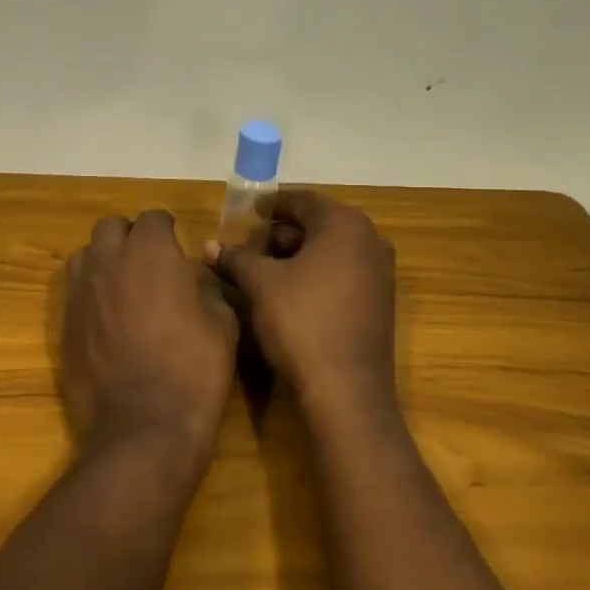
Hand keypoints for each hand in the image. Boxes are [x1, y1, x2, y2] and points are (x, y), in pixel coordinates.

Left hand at [62, 210, 239, 464]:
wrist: (144, 425)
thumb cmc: (194, 368)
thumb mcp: (223, 321)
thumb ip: (204, 285)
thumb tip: (191, 276)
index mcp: (150, 252)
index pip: (153, 217)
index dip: (167, 230)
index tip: (177, 248)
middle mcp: (108, 261)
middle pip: (111, 227)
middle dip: (130, 237)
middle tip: (149, 263)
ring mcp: (80, 292)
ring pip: (85, 255)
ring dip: (104, 260)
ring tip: (124, 286)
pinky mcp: (65, 324)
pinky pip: (75, 293)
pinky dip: (91, 294)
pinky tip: (109, 320)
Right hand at [204, 191, 396, 404]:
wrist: (346, 389)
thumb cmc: (301, 322)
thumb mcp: (260, 285)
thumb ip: (236, 258)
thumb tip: (209, 246)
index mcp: (344, 224)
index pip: (302, 200)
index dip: (271, 204)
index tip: (247, 212)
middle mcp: (370, 240)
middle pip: (318, 225)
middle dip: (281, 234)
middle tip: (249, 246)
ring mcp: (379, 273)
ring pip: (330, 251)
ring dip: (296, 256)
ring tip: (262, 271)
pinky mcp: (379, 302)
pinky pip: (342, 273)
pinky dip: (315, 275)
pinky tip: (288, 293)